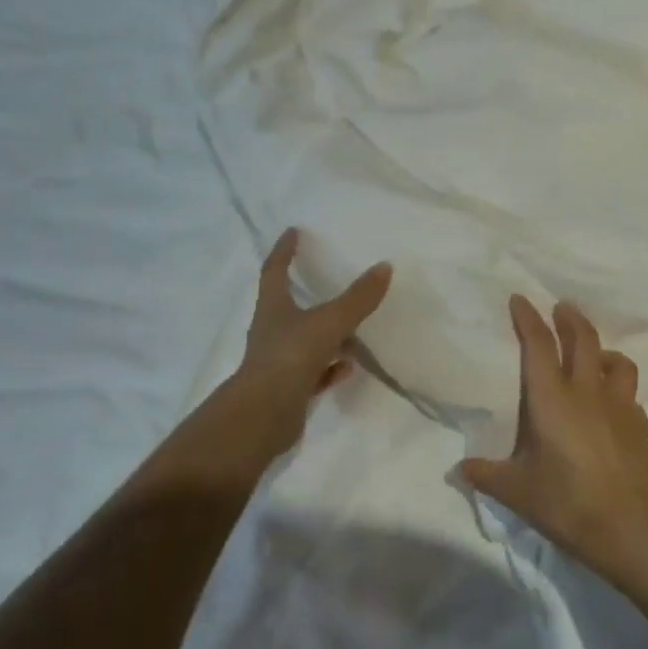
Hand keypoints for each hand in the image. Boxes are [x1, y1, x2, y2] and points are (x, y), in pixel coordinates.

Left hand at [236, 228, 391, 420]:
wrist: (263, 416)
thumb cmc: (290, 356)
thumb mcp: (330, 322)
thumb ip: (357, 298)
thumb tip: (384, 266)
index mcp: (273, 308)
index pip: (275, 271)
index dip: (284, 250)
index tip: (293, 232)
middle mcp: (271, 332)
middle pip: (287, 306)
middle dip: (305, 292)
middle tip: (326, 278)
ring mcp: (278, 362)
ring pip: (304, 340)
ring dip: (324, 333)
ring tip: (351, 327)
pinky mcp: (288, 389)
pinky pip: (314, 372)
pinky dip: (331, 367)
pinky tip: (349, 366)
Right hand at [458, 297, 647, 591]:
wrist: (627, 528)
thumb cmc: (565, 502)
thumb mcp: (516, 491)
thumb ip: (486, 474)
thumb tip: (457, 470)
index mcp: (552, 399)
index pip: (538, 345)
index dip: (528, 318)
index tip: (520, 299)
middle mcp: (587, 392)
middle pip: (583, 339)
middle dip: (570, 318)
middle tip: (561, 307)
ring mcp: (619, 406)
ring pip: (616, 361)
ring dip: (602, 349)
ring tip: (593, 354)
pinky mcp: (639, 425)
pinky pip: (629, 394)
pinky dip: (618, 388)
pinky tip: (612, 403)